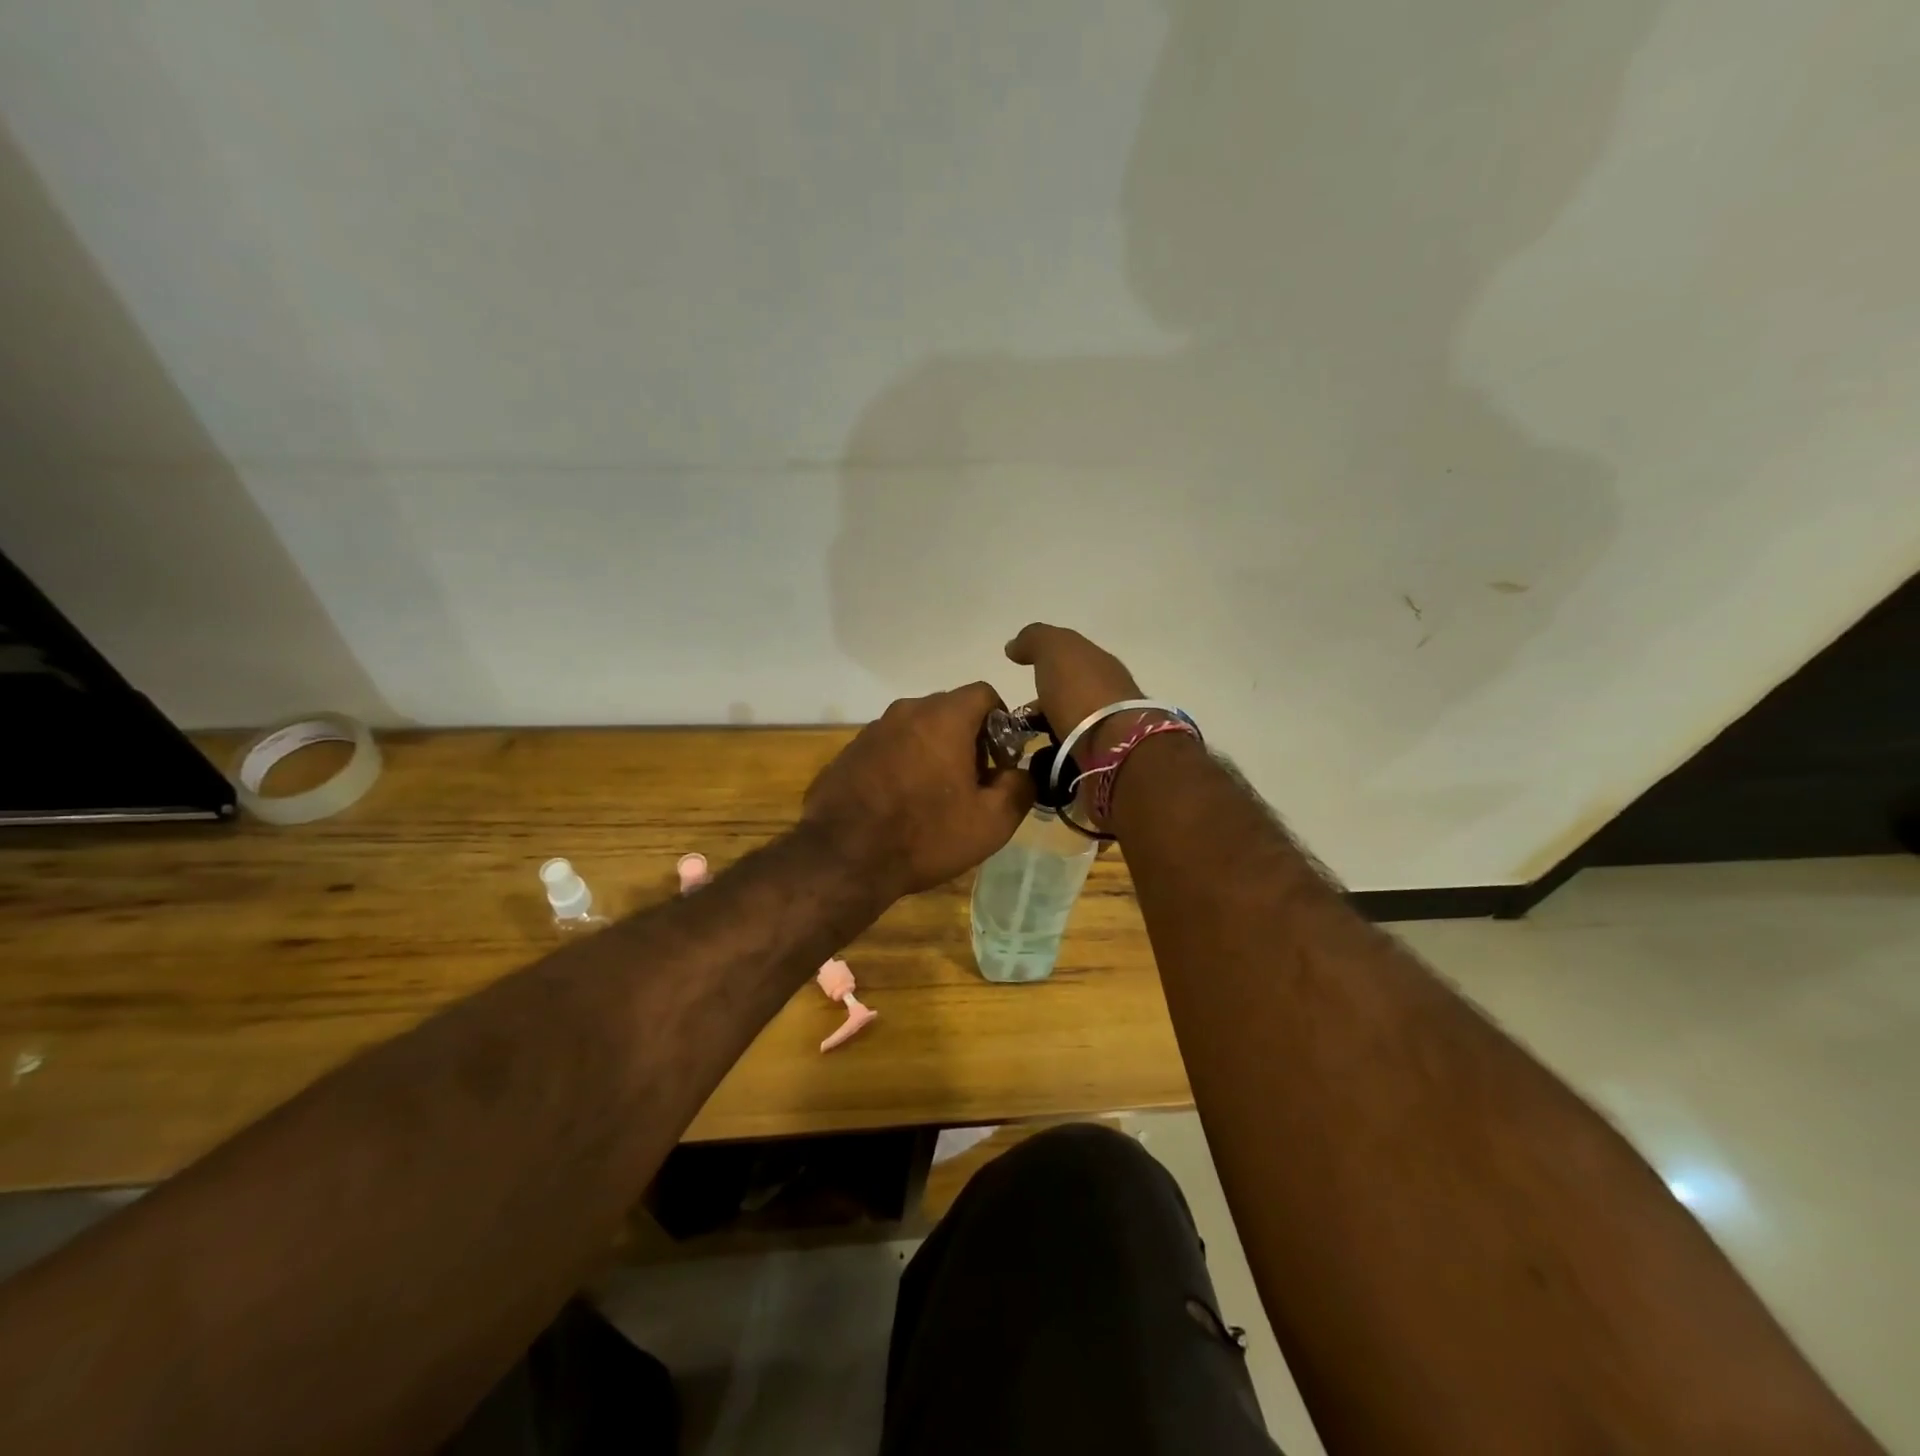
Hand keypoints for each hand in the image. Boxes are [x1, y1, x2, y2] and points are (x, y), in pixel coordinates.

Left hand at [802, 683, 1035, 900]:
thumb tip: (1021, 774)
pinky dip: (902, 765)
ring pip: (917, 730)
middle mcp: (906, 711)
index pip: (984, 693)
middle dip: (968, 740)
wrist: (843, 858)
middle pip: (949, 711)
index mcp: (944, 717)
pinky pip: (888, 748)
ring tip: (933, 798)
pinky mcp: (849, 753)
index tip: (1000, 762)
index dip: (1001, 723)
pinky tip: (899, 804)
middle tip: (971, 784)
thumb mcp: (992, 822)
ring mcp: (872, 730)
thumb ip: (1020, 787)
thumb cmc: (926, 835)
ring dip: (933, 752)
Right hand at [1005, 623, 1147, 758]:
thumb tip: (1014, 646)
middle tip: (1016, 721)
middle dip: (1044, 706)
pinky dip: (1055, 758)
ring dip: (1048, 734)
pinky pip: (1072, 756)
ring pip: (1070, 729)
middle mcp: (1109, 695)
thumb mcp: (1054, 650)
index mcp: (1101, 665)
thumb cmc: (1081, 691)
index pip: (1070, 662)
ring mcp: (1110, 731)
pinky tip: (1039, 764)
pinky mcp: (1105, 763)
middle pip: (1070, 697)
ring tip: (1022, 746)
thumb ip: (1034, 640)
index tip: (1021, 683)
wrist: (1112, 746)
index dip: (1045, 668)